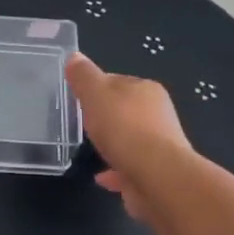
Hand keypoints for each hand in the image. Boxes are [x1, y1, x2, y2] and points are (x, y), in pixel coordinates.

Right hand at [65, 52, 191, 219]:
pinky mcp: (156, 172)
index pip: (117, 81)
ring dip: (113, 144)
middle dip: (106, 117)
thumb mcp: (96, 94)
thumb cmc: (124, 128)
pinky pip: (130, 167)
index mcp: (146, 90)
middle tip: (82, 125)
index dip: (96, 88)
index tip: (78, 99)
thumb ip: (84, 76)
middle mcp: (158, 114)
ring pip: (130, 140)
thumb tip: (74, 57)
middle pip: (125, 111)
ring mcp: (159, 145)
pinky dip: (116, 170)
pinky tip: (101, 177)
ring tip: (91, 151)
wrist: (156, 176)